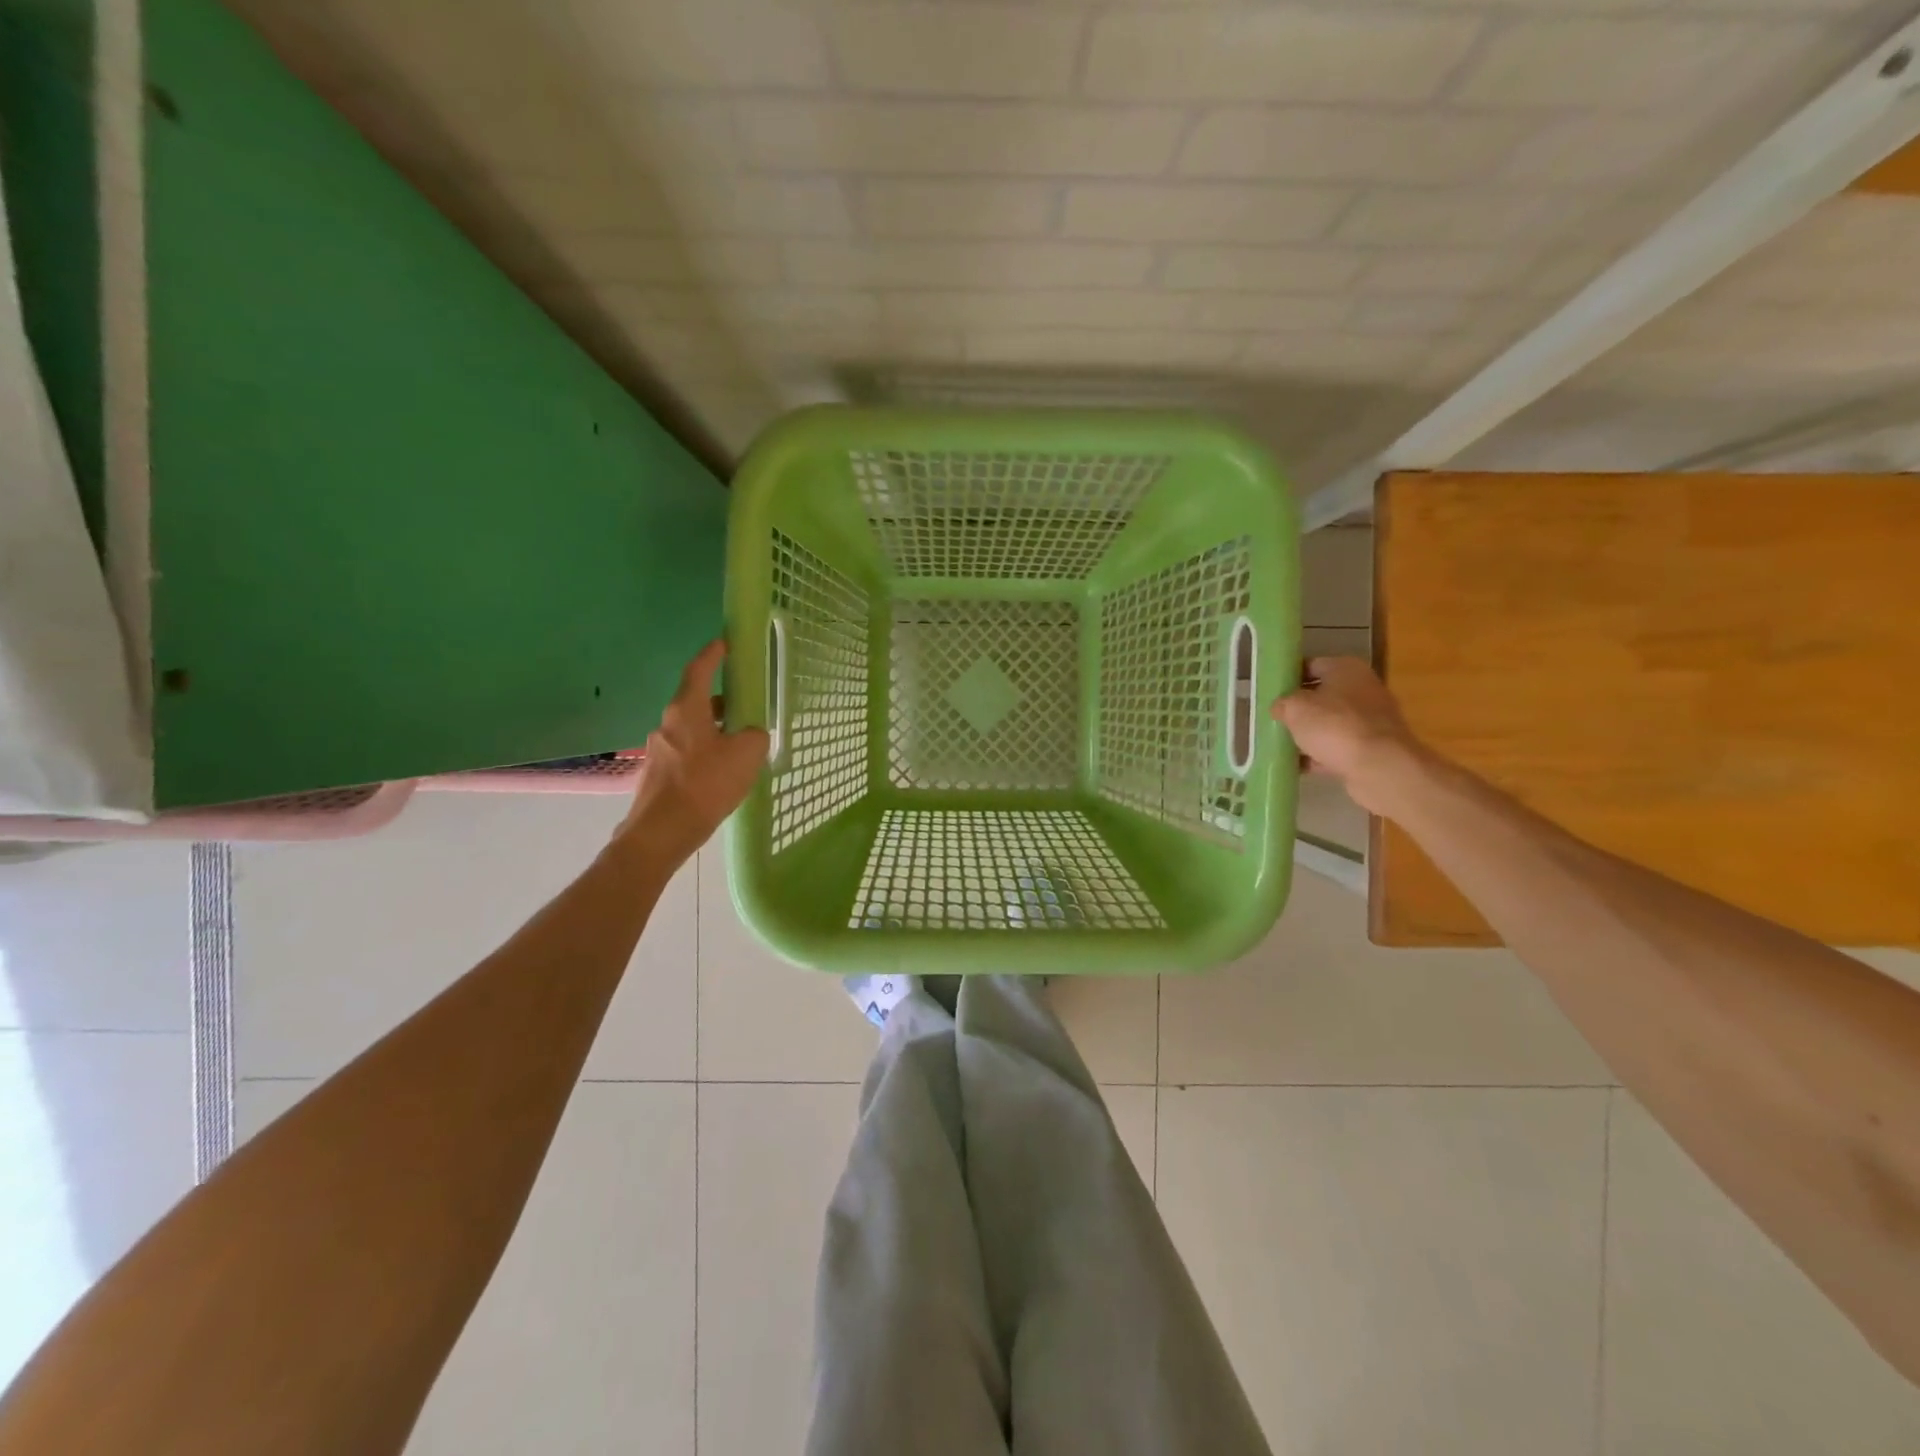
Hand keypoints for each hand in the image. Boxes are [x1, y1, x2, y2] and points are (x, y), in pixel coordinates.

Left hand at [618, 640, 769, 869]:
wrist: (661, 833)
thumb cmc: (705, 785)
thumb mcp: (746, 755)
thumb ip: (755, 736)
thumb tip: (751, 734)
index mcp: (686, 710)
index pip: (699, 670)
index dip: (713, 655)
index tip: (724, 643)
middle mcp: (667, 724)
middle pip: (695, 701)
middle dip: (720, 701)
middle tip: (744, 706)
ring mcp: (659, 750)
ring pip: (692, 729)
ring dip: (714, 730)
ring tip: (739, 746)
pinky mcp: (657, 775)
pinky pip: (686, 753)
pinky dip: (705, 753)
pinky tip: (721, 774)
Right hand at [1270, 656, 1425, 815]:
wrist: (1379, 766)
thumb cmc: (1335, 726)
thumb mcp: (1294, 708)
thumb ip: (1282, 703)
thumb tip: (1280, 708)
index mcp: (1346, 669)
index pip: (1311, 665)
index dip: (1288, 676)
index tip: (1269, 691)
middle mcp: (1363, 689)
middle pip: (1321, 695)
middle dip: (1298, 708)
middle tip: (1273, 719)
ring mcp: (1371, 720)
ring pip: (1330, 723)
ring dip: (1308, 734)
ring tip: (1281, 745)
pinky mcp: (1372, 748)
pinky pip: (1338, 747)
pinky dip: (1320, 755)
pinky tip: (1298, 766)